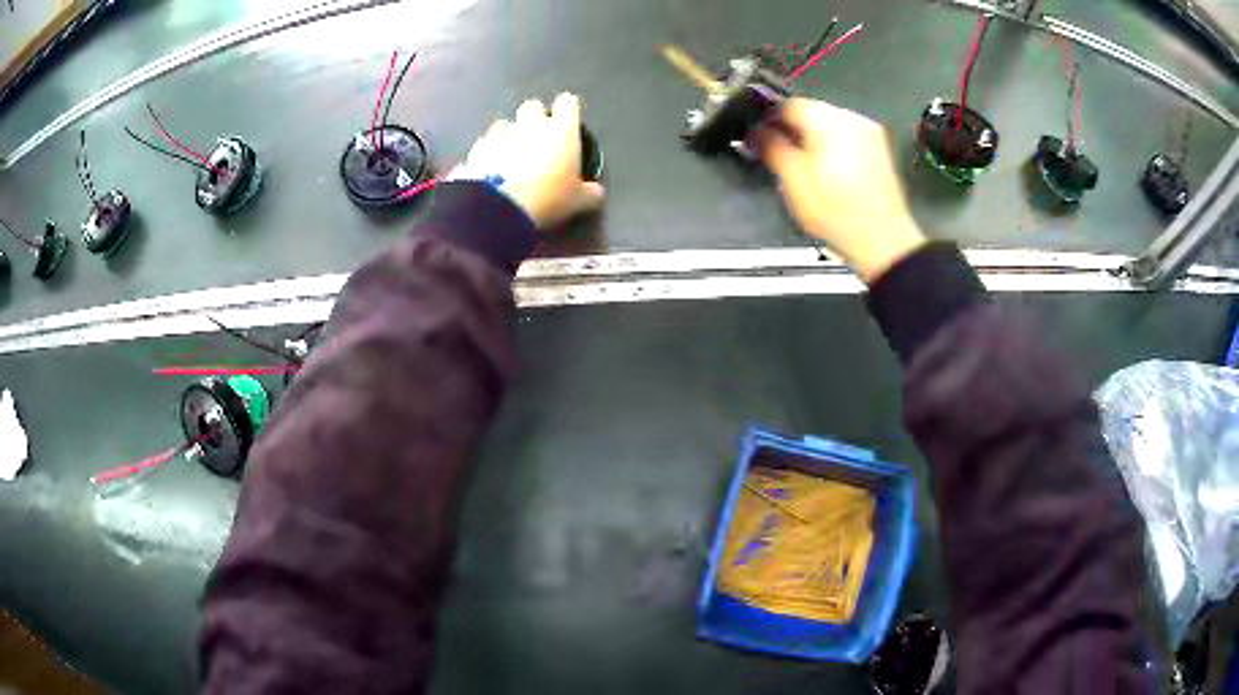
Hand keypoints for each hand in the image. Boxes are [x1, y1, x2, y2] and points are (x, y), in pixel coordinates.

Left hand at [452, 93, 604, 229]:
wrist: (498, 209)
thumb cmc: (547, 199)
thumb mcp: (577, 202)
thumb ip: (589, 193)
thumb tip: (596, 193)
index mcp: (561, 130)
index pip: (568, 103)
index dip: (568, 110)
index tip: (568, 121)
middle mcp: (531, 125)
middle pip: (533, 106)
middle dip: (534, 118)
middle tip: (538, 139)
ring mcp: (500, 134)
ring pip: (505, 123)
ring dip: (508, 134)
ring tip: (510, 155)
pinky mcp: (477, 149)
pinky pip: (484, 143)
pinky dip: (488, 152)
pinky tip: (490, 169)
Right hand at [760, 99, 926, 282]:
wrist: (883, 240)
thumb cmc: (835, 210)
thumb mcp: (792, 179)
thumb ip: (770, 147)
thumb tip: (756, 131)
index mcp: (828, 119)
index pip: (787, 104)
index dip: (768, 120)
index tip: (758, 139)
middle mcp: (851, 117)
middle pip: (811, 112)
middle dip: (792, 130)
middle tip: (779, 156)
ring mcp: (869, 132)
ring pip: (830, 125)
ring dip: (813, 138)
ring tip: (804, 167)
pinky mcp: (879, 150)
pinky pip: (847, 138)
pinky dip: (833, 147)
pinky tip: (829, 172)